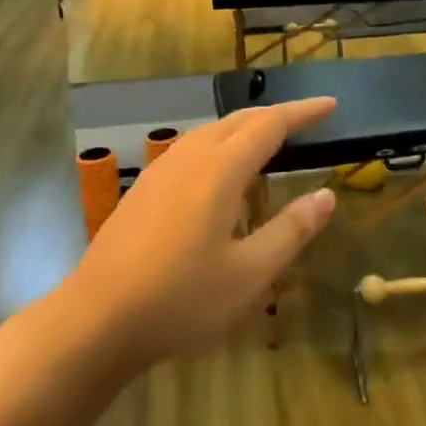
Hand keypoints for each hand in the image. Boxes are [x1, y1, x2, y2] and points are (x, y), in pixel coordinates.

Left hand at [73, 99, 337, 364]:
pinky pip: (191, 148)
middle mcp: (189, 158)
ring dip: (245, 127)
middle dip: (276, 115)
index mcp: (220, 170)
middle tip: (307, 120)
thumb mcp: (250, 273)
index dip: (302, 113)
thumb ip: (291, 230)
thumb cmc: (180, 299)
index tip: (330, 105)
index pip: (270, 126)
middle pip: (238, 121)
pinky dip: (220, 144)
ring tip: (269, 140)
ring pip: (211, 132)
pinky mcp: (143, 189)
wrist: (95, 320)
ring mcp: (160, 171)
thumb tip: (326, 196)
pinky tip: (220, 172)